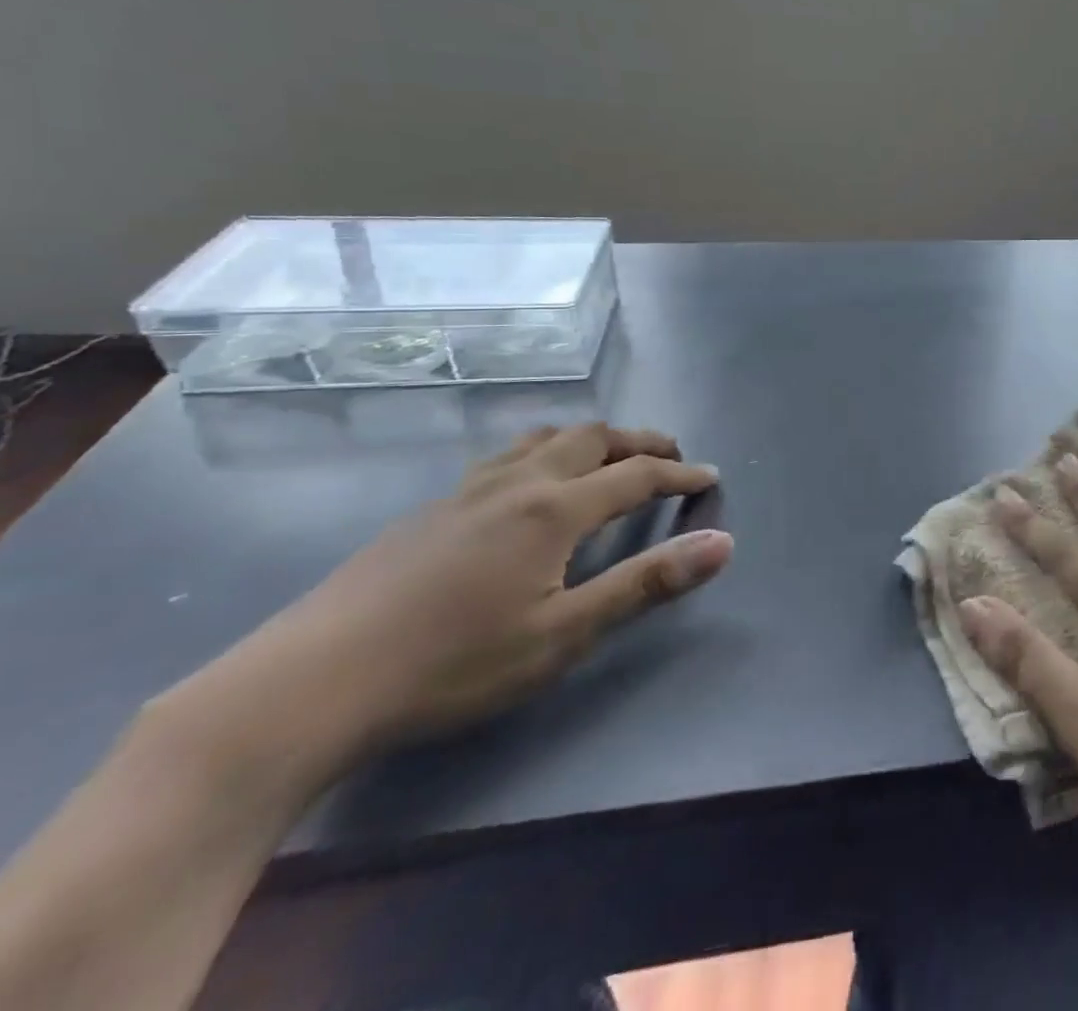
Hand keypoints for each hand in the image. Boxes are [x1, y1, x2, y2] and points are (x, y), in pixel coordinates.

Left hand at [169, 423, 730, 779]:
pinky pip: (505, 457)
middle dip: (639, 441)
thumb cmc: (452, 665)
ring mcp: (466, 490)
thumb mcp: (564, 634)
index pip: (636, 475)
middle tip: (668, 456)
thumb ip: (646, 583)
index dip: (679, 473)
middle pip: (592, 438)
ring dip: (588, 439)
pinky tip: (527, 489)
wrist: (307, 686)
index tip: (709, 475)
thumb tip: (723, 542)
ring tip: (606, 458)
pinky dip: (543, 453)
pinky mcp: (429, 509)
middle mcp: (516, 482)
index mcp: (554, 508)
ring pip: (542, 438)